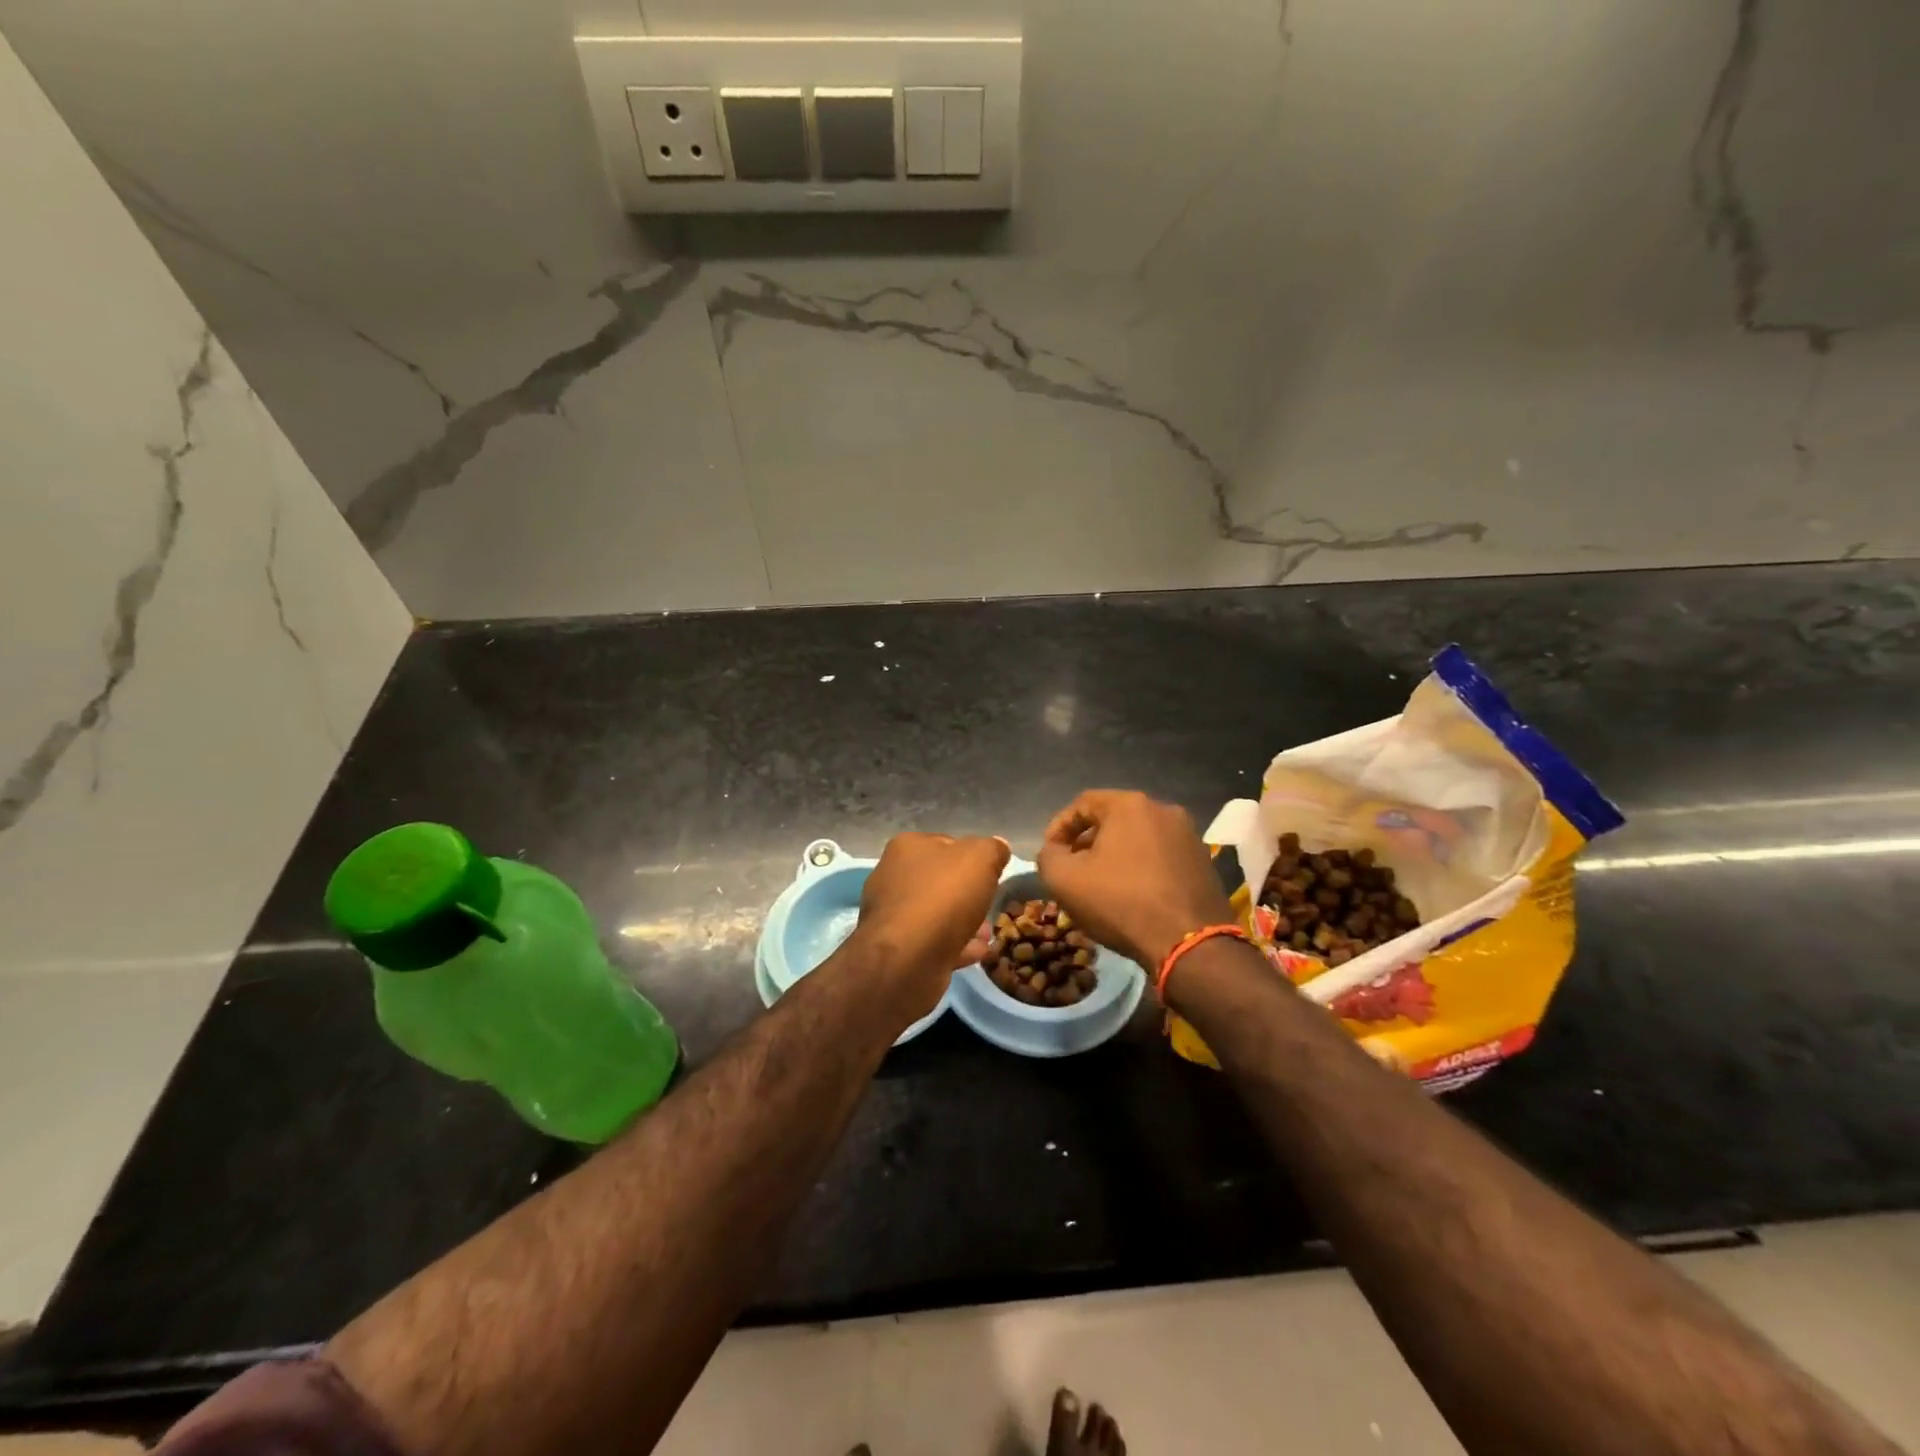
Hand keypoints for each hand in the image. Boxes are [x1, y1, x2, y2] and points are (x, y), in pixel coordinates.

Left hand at [852, 832, 1010, 1021]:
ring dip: (963, 921)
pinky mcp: (896, 948)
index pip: (945, 844)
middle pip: (939, 880)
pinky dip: (955, 944)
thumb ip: (992, 849)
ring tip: (987, 933)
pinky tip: (978, 952)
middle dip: (967, 893)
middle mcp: (892, 876)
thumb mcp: (981, 858)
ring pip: (936, 913)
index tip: (992, 873)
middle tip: (991, 905)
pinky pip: (932, 941)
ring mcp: (891, 915)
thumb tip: (998, 847)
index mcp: (907, 847)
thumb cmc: (944, 896)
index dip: (971, 857)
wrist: (908, 958)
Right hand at [1037, 790, 1234, 972]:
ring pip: (1138, 838)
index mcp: (1130, 805)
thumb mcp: (1064, 880)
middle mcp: (1163, 810)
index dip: (1059, 827)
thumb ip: (1048, 856)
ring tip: (1100, 883)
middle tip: (1072, 868)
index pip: (1082, 803)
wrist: (1188, 943)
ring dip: (1115, 855)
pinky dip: (1141, 868)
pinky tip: (1132, 894)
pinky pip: (1161, 856)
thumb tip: (1054, 851)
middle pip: (1113, 819)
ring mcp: (1189, 835)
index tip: (1050, 853)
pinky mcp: (1203, 862)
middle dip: (1087, 841)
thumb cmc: (1120, 902)